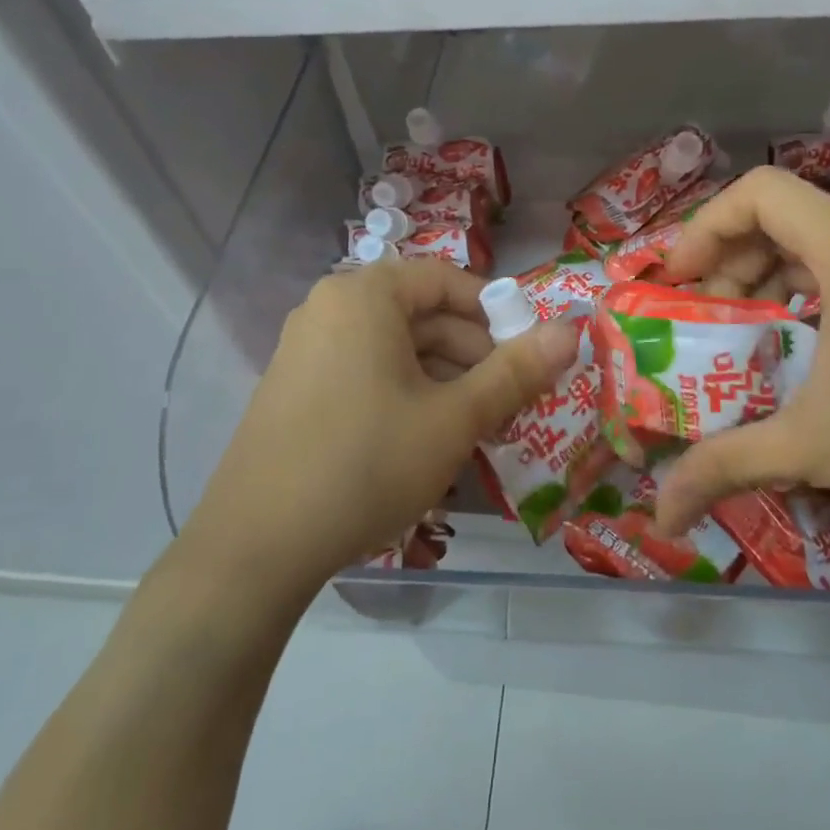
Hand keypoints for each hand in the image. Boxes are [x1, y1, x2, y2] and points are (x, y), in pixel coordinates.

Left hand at [184, 259, 581, 599]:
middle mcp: (330, 309)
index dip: (496, 314)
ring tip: (477, 429)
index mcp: (364, 295)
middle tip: (510, 404)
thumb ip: (516, 371)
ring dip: (444, 381)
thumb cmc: (366, 463)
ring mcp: (306, 349)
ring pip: (396, 349)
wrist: (256, 547)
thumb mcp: (454, 418)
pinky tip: (427, 441)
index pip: (447, 281)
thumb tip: (573, 329)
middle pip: (421, 315)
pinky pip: (366, 373)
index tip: (528, 355)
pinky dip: (406, 395)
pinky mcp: (296, 389)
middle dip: (473, 356)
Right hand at [650, 168, 829, 561]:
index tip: (680, 282)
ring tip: (747, 331)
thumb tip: (658, 515)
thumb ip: (726, 467)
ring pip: (820, 240)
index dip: (704, 226)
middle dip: (730, 260)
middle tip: (707, 318)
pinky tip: (806, 343)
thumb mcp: (817, 449)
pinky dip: (810, 288)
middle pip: (784, 215)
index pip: (759, 191)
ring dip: (770, 274)